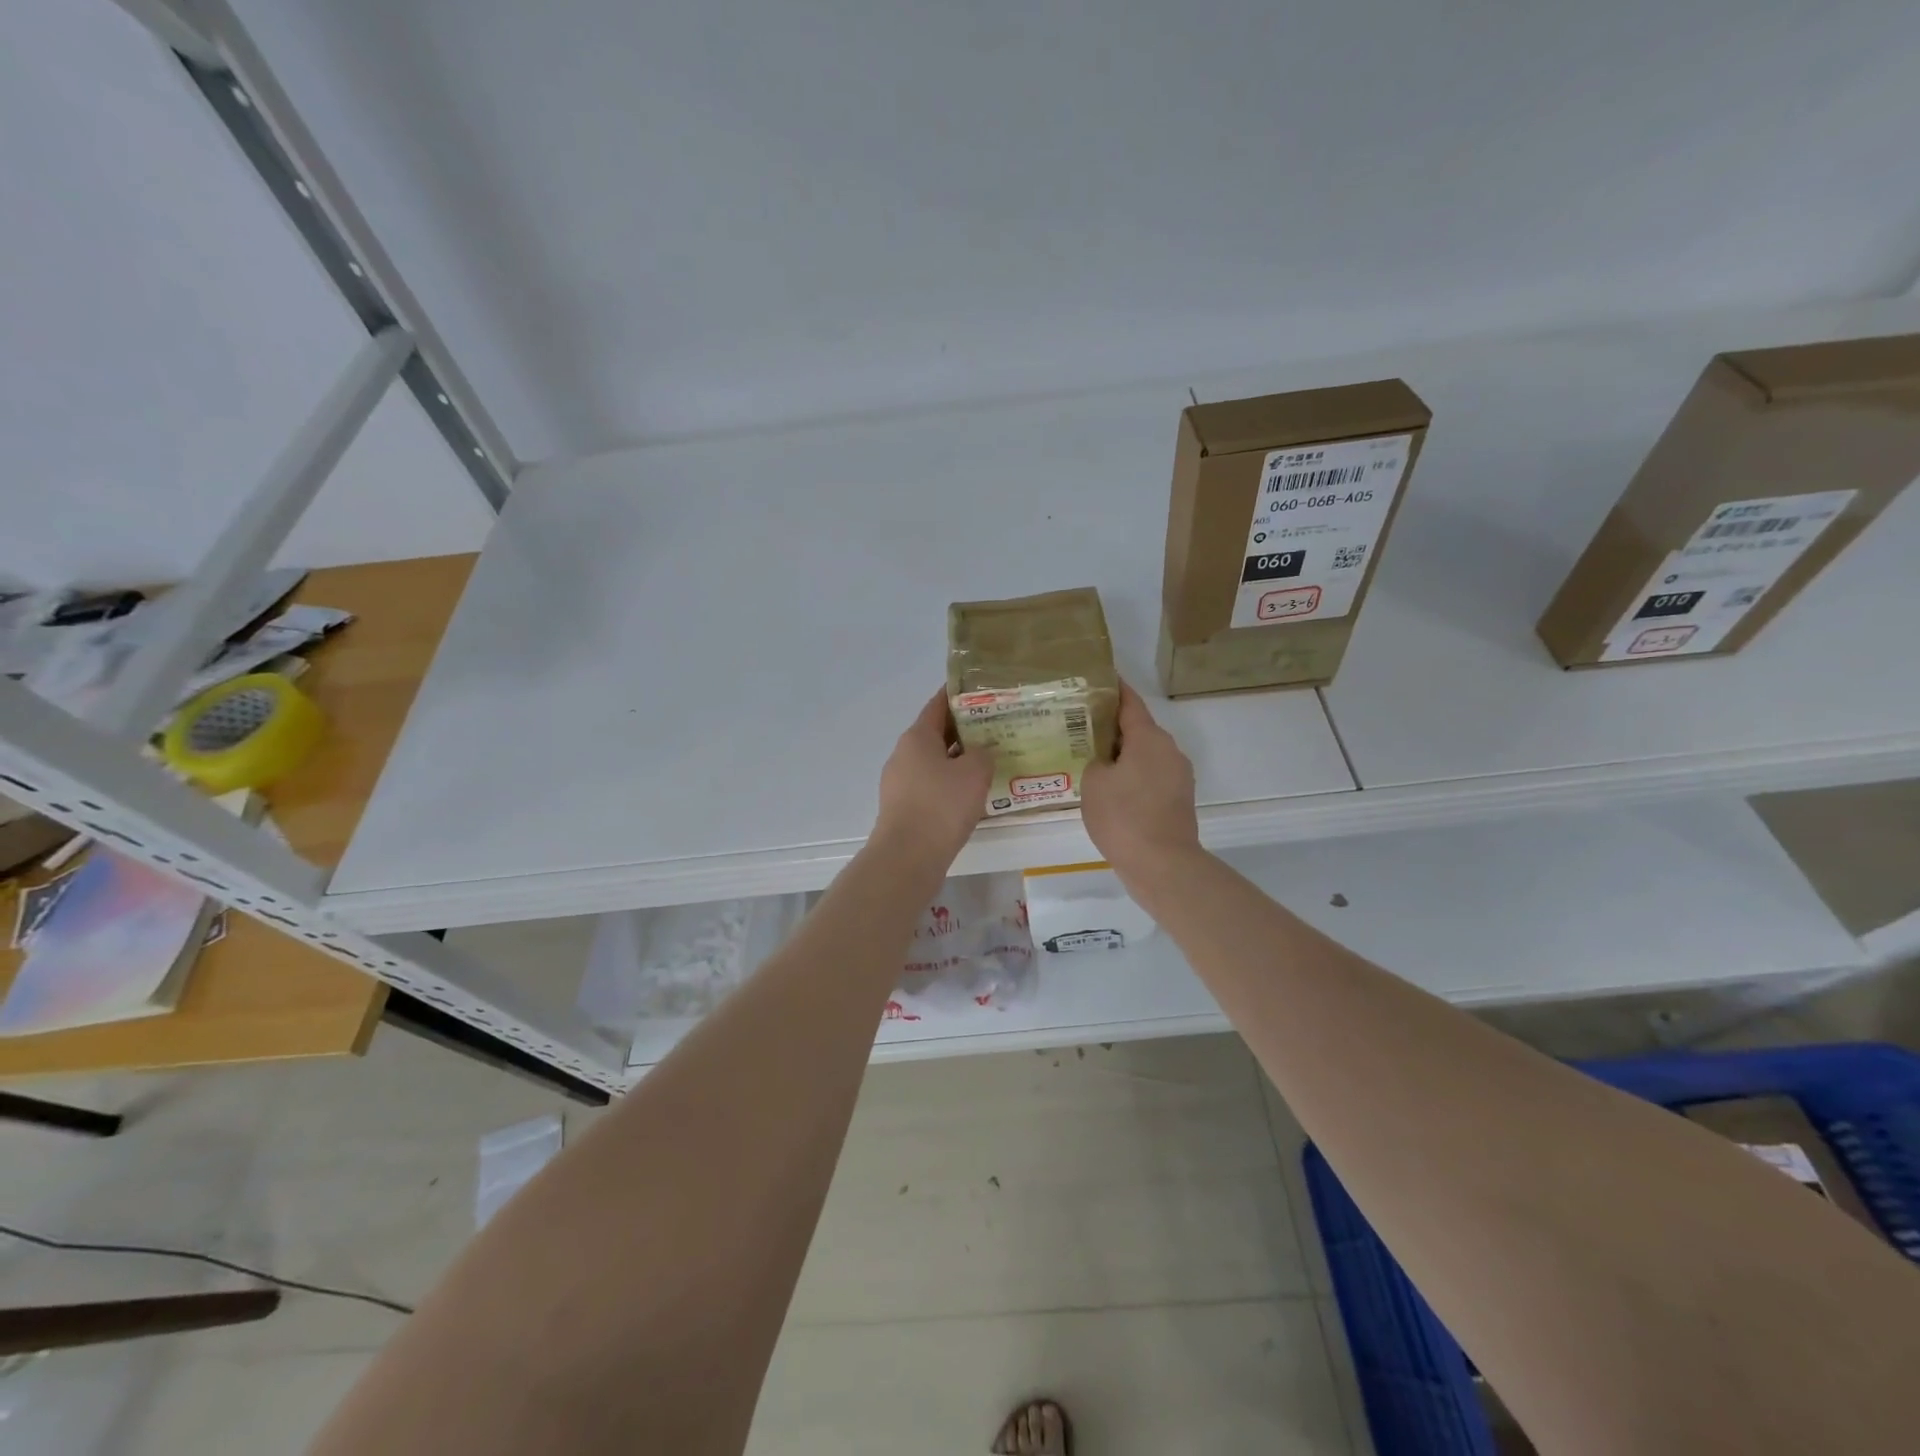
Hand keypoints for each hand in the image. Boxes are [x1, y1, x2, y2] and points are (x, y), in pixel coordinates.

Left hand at [875, 690, 993, 863]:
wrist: (908, 856)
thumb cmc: (942, 805)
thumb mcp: (974, 773)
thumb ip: (983, 754)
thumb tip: (979, 752)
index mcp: (917, 737)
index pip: (938, 705)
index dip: (958, 695)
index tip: (980, 690)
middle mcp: (904, 754)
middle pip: (936, 734)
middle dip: (964, 730)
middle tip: (995, 728)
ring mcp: (899, 782)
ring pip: (934, 762)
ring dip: (958, 760)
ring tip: (988, 762)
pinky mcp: (903, 808)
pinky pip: (930, 786)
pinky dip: (950, 785)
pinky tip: (971, 795)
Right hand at [1080, 681, 1200, 886]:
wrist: (1162, 865)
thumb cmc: (1124, 816)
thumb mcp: (1093, 782)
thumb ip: (1095, 761)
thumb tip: (1106, 761)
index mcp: (1149, 738)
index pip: (1129, 702)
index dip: (1113, 689)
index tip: (1097, 678)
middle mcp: (1169, 750)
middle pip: (1137, 729)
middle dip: (1111, 726)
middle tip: (1080, 726)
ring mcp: (1178, 776)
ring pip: (1144, 755)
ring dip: (1121, 755)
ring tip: (1090, 759)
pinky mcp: (1178, 800)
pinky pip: (1150, 777)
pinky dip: (1131, 776)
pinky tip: (1108, 790)